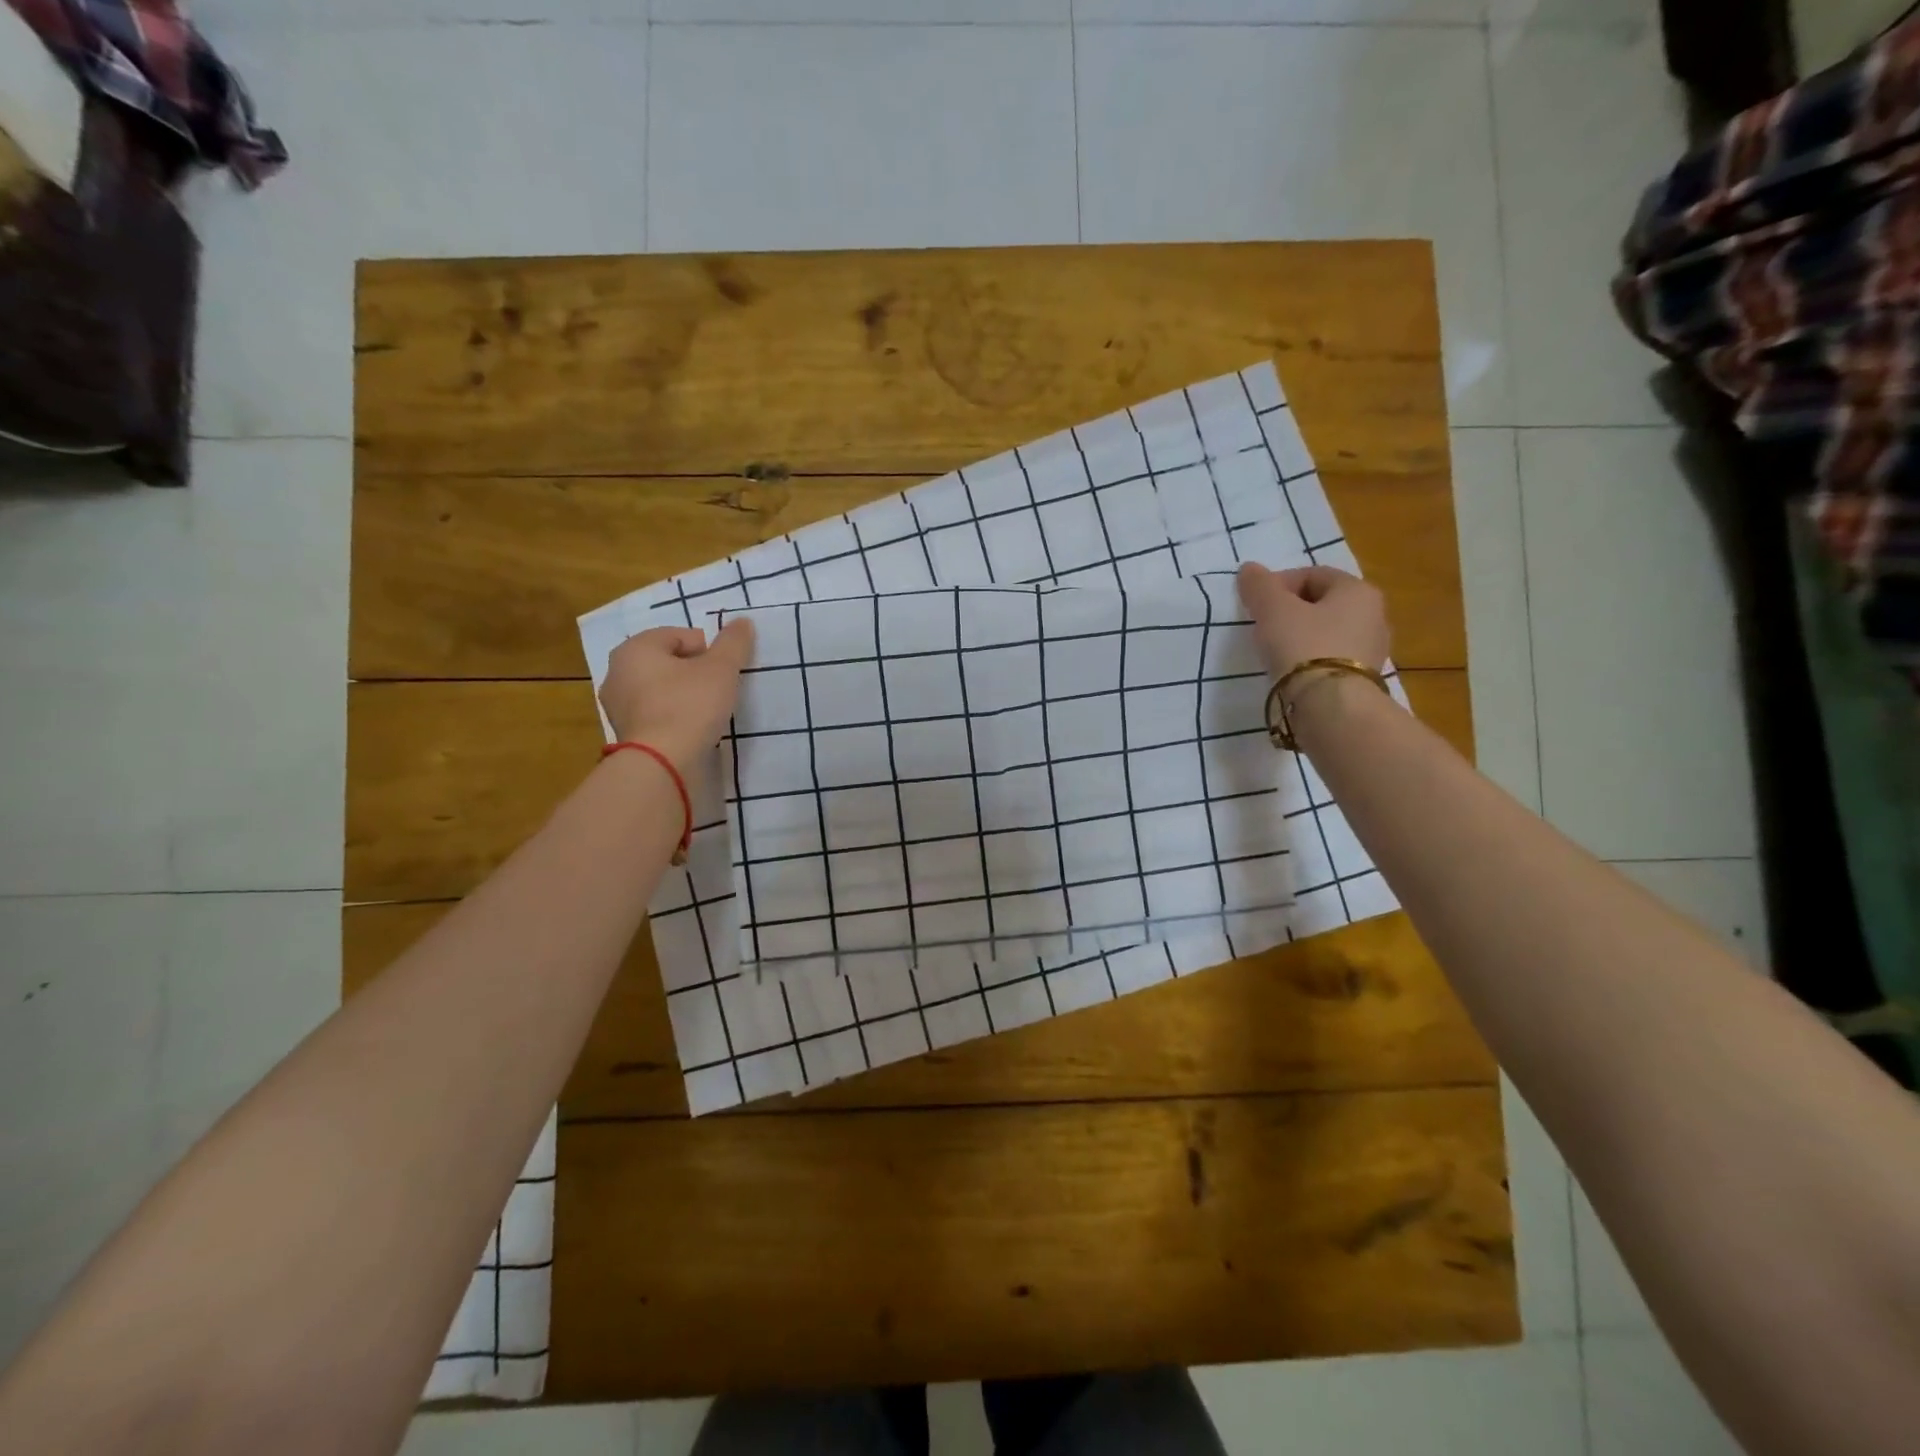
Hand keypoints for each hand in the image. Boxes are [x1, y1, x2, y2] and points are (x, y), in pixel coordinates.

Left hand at [599, 621, 755, 775]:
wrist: (661, 763)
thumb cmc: (689, 705)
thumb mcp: (721, 669)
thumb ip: (733, 642)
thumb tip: (743, 621)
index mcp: (636, 647)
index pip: (680, 636)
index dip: (709, 650)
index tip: (725, 672)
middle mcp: (617, 670)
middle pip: (668, 662)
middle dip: (694, 672)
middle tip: (719, 690)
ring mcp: (616, 704)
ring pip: (660, 688)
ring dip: (683, 694)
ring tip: (707, 712)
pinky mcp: (624, 732)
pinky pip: (654, 713)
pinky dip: (673, 716)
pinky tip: (691, 729)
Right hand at [1236, 562, 1389, 678]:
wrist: (1330, 706)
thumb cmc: (1303, 646)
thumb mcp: (1273, 610)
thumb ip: (1259, 586)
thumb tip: (1249, 569)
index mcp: (1358, 590)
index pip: (1312, 574)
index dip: (1279, 584)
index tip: (1256, 605)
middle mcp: (1374, 615)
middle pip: (1322, 603)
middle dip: (1290, 611)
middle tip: (1263, 627)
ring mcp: (1372, 649)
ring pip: (1327, 632)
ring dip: (1300, 636)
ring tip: (1274, 652)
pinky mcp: (1363, 679)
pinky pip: (1330, 658)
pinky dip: (1310, 660)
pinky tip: (1292, 672)